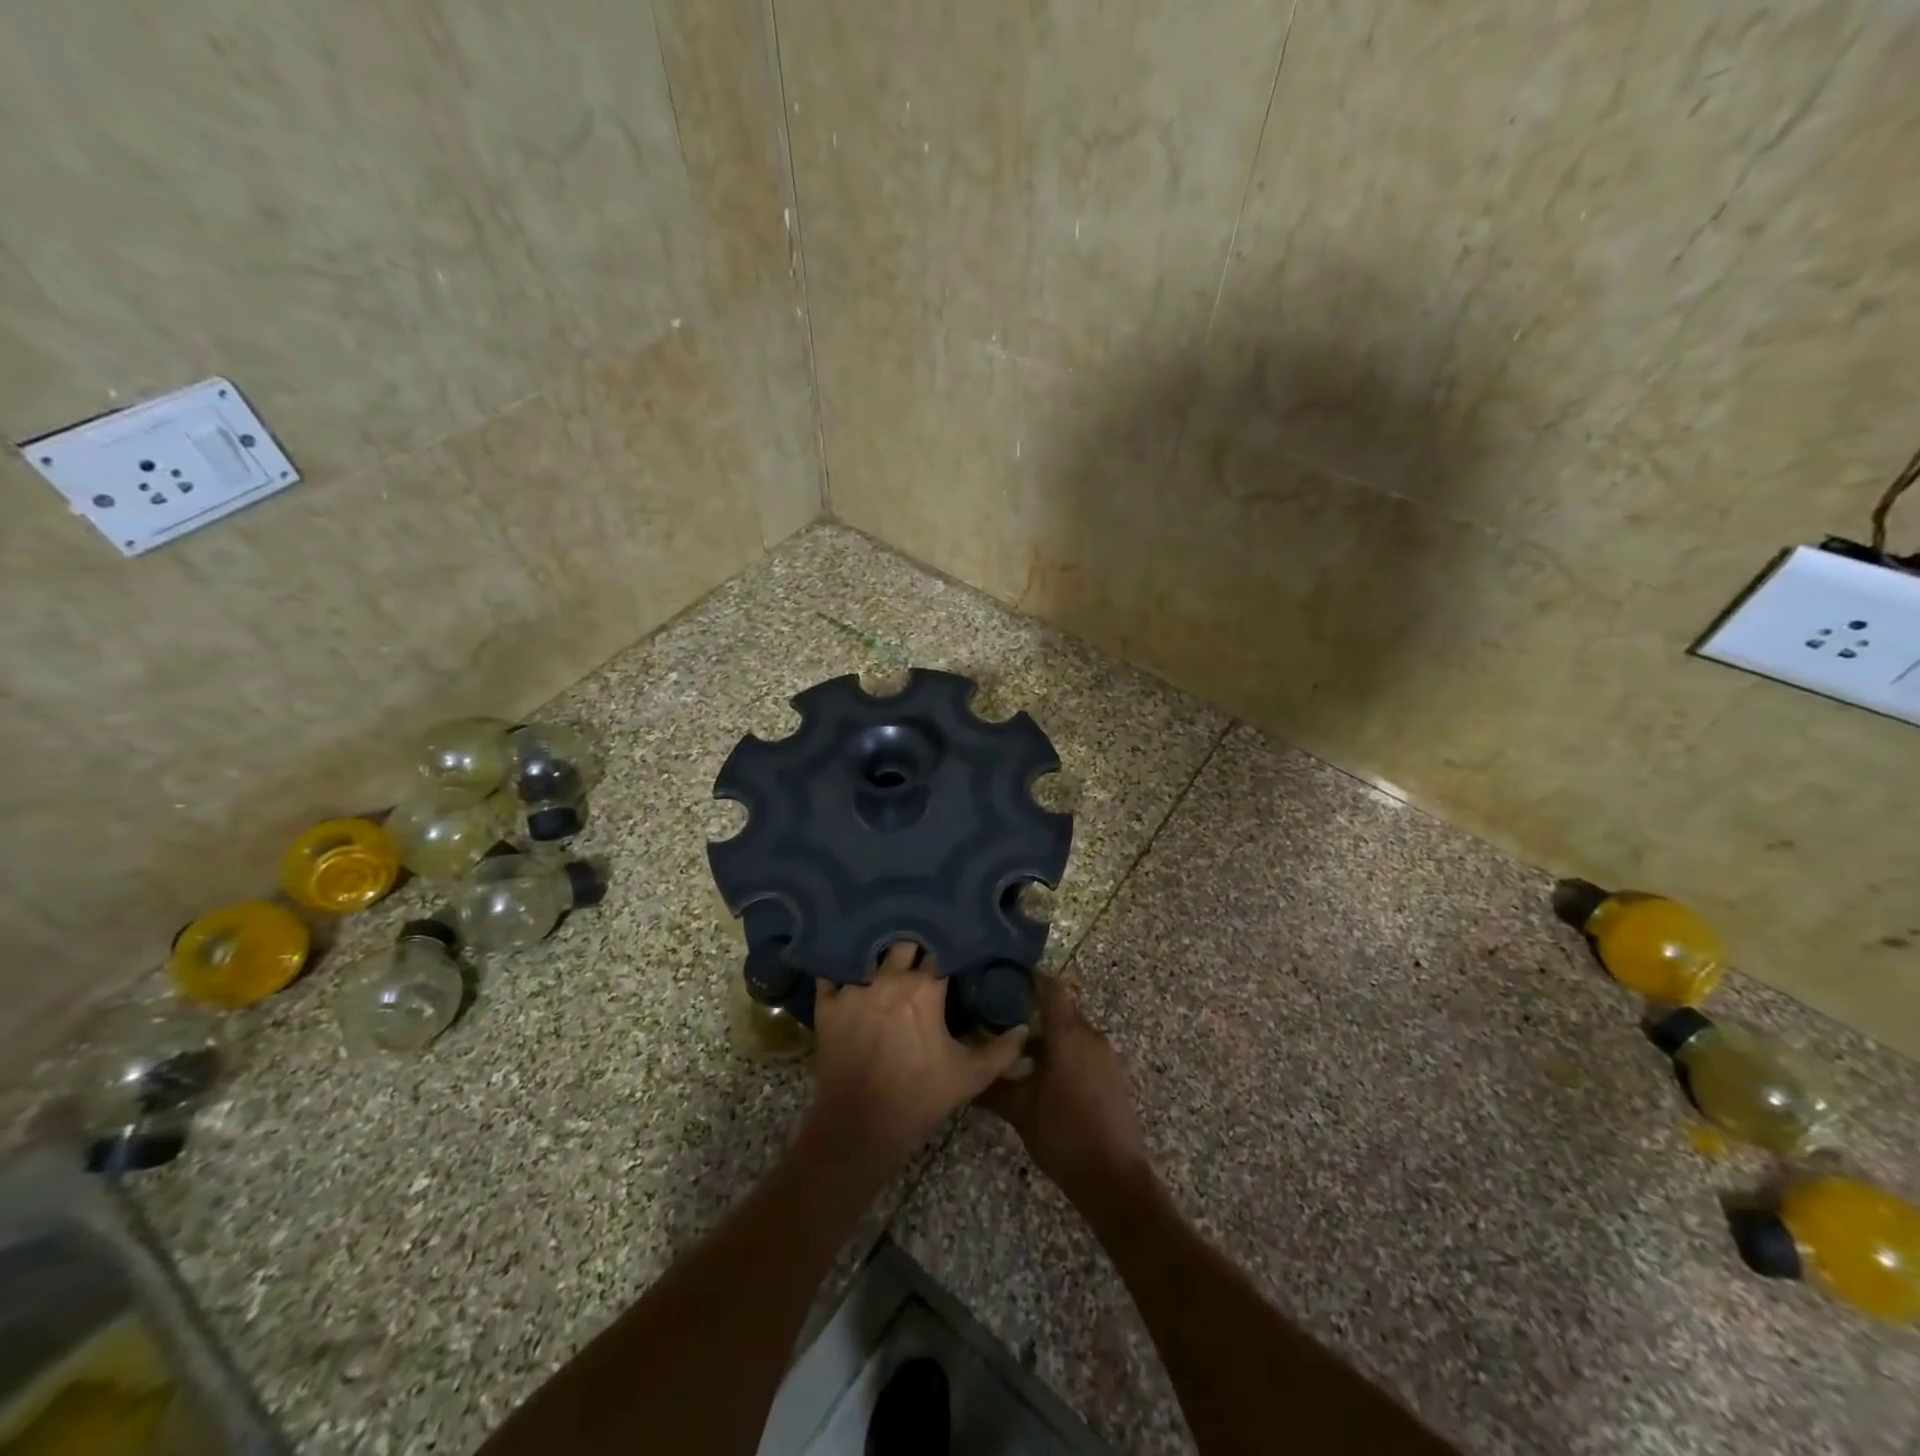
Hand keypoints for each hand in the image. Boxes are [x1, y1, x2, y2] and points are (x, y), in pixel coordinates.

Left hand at [806, 943, 1029, 1171]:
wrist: (860, 1128)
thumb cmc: (919, 1098)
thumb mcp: (969, 1077)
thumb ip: (1001, 1050)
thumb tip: (1023, 1029)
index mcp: (924, 989)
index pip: (940, 954)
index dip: (947, 955)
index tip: (952, 957)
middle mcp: (888, 979)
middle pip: (904, 945)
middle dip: (914, 950)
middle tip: (920, 960)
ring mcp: (853, 990)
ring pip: (868, 957)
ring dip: (878, 960)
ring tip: (884, 963)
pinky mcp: (827, 1006)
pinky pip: (831, 977)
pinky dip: (840, 975)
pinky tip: (847, 978)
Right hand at [977, 972, 1150, 1204]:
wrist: (1114, 1179)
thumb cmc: (1064, 1134)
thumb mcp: (1020, 1111)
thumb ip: (992, 1087)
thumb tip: (965, 1076)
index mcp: (1069, 1035)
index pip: (1051, 989)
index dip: (1030, 978)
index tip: (1004, 977)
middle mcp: (1090, 1037)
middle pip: (1060, 1009)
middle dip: (1032, 1009)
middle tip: (998, 1014)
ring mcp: (1104, 1057)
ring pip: (1071, 1032)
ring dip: (1046, 1035)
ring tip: (1013, 1047)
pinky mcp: (1110, 1076)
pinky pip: (1082, 1050)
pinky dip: (1061, 1052)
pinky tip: (1038, 1072)